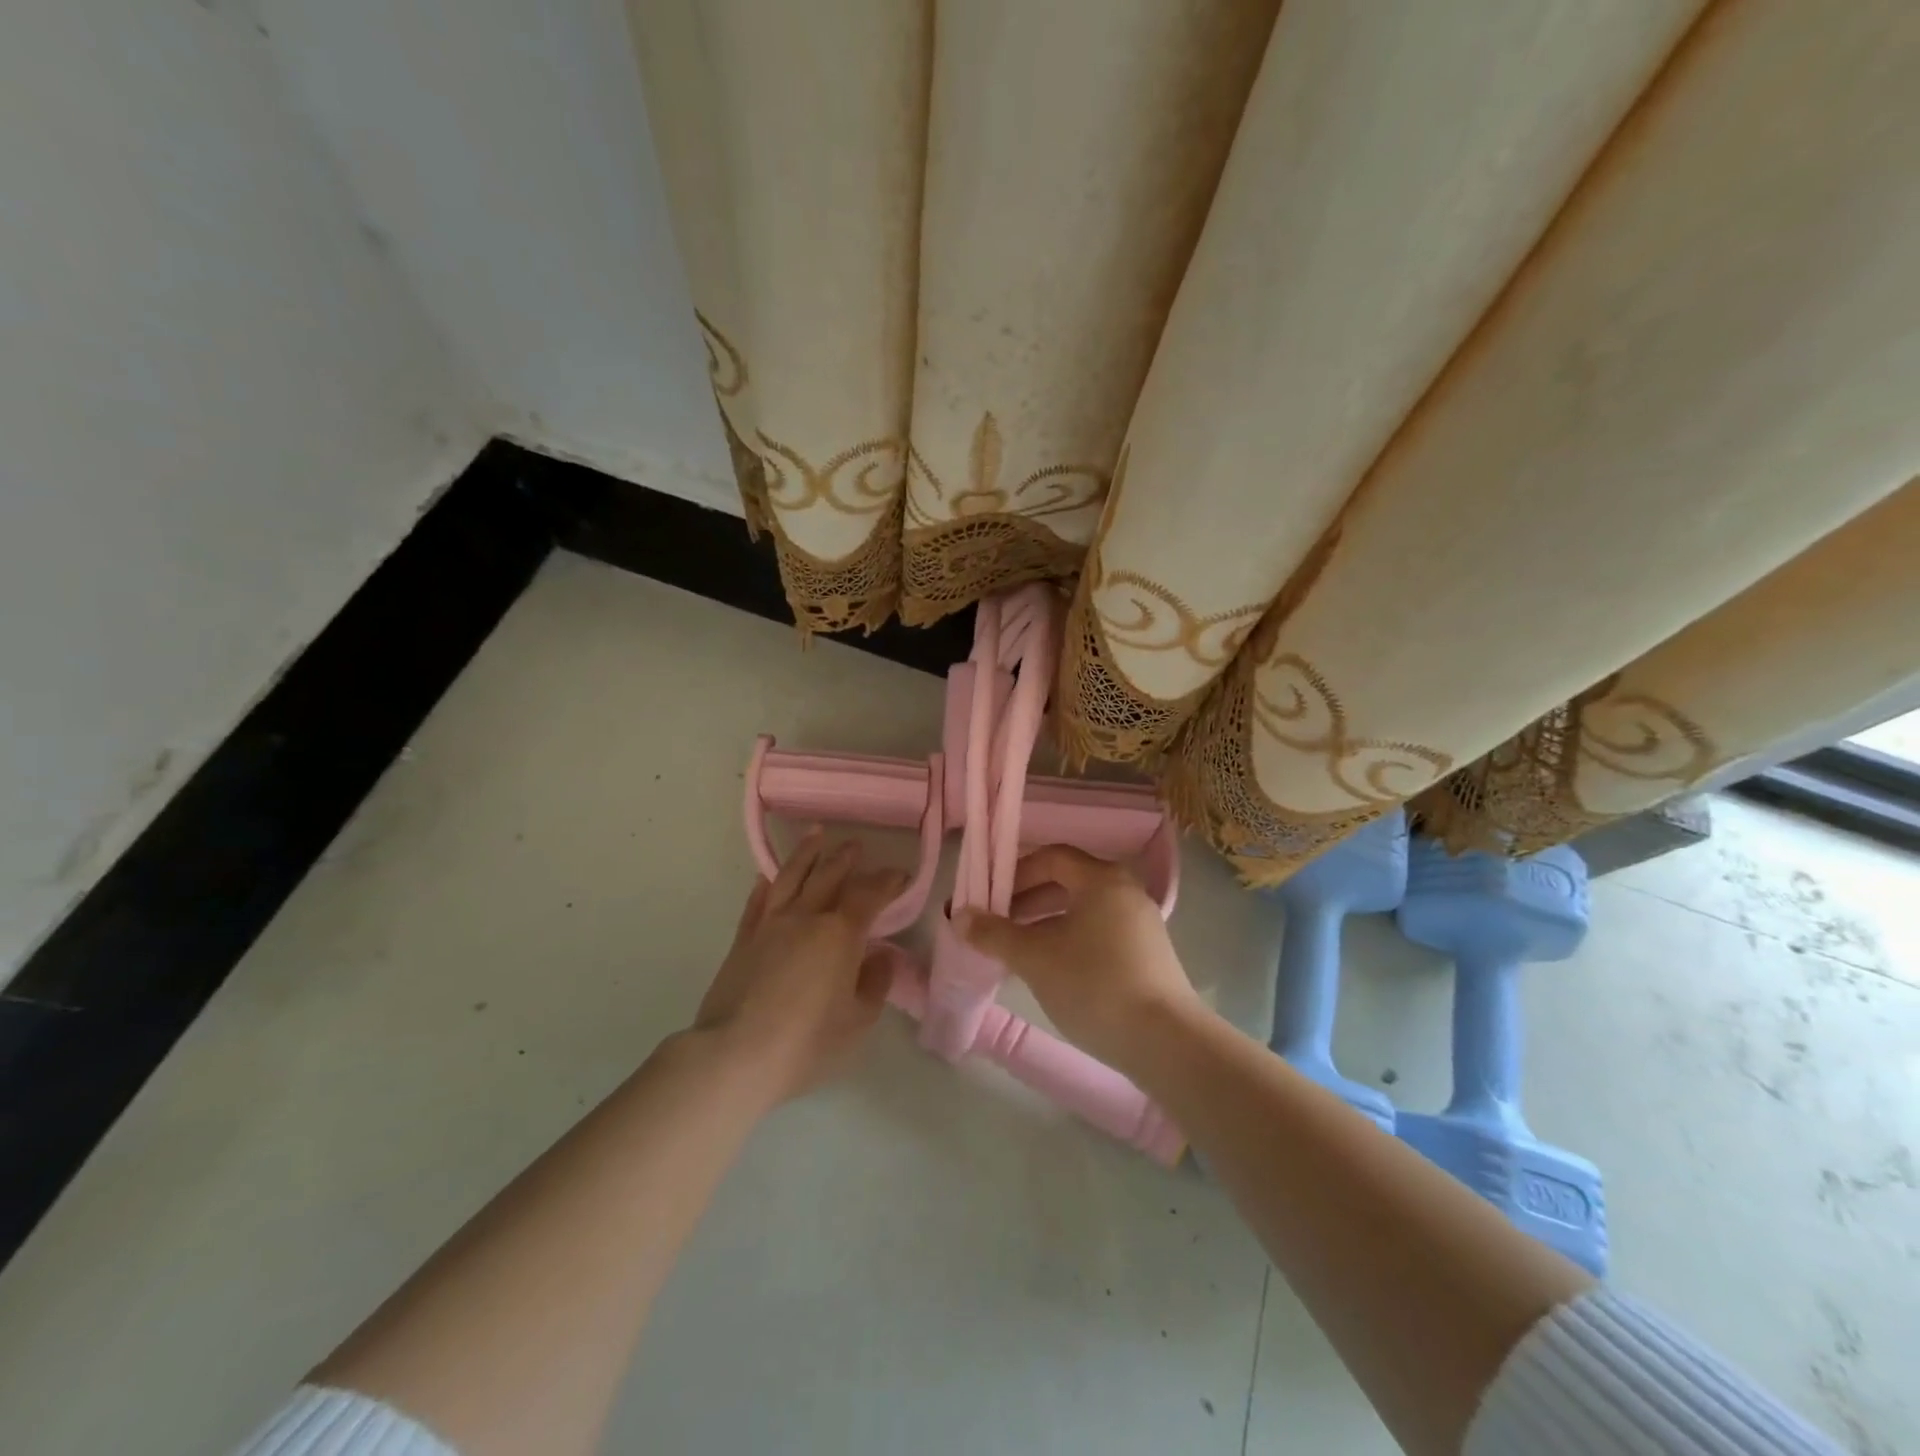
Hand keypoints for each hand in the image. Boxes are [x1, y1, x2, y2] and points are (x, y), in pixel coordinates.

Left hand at [693, 831, 907, 1101]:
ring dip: (806, 854)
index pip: (869, 895)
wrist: (736, 1055)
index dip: (887, 881)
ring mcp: (770, 925)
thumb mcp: (857, 1020)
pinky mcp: (743, 941)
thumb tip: (880, 956)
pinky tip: (767, 877)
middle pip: (828, 876)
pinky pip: (756, 903)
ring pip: (790, 878)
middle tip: (856, 844)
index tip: (900, 875)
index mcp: (840, 934)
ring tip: (816, 835)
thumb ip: (874, 983)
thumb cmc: (807, 1042)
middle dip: (845, 858)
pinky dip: (765, 885)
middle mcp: (805, 918)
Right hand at [957, 844, 1201, 1073]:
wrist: (1165, 1042)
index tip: (989, 899)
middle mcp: (1125, 891)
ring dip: (1046, 922)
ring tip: (1019, 950)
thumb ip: (994, 934)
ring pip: (1083, 910)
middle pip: (1068, 882)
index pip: (1052, 858)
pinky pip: (1099, 932)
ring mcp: (1141, 923)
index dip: (1015, 874)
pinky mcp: (1148, 953)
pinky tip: (1053, 970)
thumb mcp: (1035, 958)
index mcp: (1102, 879)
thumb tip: (958, 916)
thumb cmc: (1094, 984)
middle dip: (1027, 900)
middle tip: (997, 925)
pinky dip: (1070, 939)